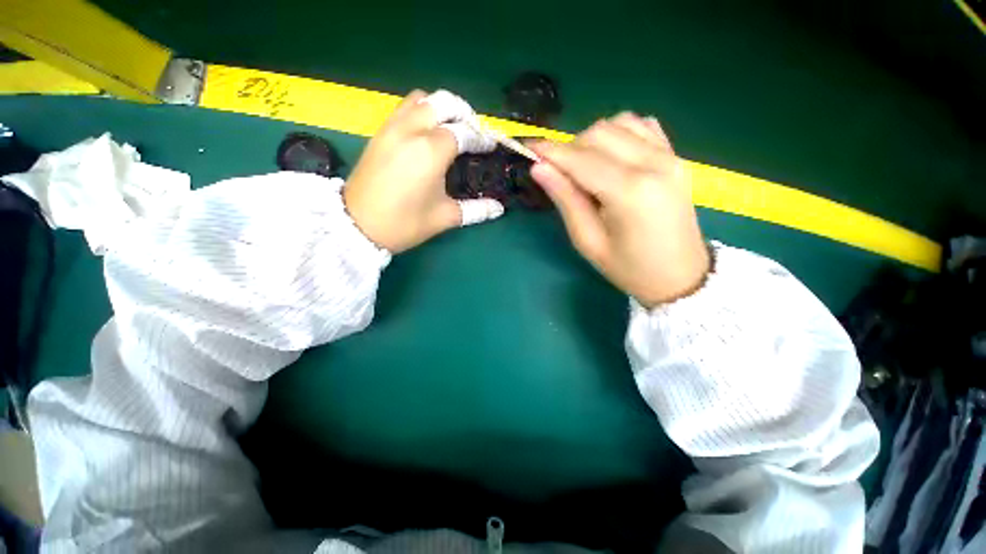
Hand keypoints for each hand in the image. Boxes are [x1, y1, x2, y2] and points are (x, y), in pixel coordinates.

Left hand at [344, 90, 503, 252]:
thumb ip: (476, 209)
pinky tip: (427, 133)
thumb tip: (499, 209)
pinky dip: (422, 111)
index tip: (491, 146)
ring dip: (441, 108)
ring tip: (452, 128)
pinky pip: (405, 108)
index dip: (482, 138)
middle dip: (464, 113)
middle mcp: (412, 130)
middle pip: (444, 102)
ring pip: (422, 99)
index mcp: (431, 151)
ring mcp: (392, 128)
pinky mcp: (380, 132)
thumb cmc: (405, 223)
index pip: (464, 132)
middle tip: (474, 132)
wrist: (357, 226)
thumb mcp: (445, 217)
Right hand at [530, 113, 709, 307]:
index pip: (580, 159)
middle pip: (599, 133)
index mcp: (629, 192)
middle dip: (570, 148)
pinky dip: (619, 134)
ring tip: (585, 168)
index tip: (528, 149)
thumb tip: (539, 168)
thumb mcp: (588, 241)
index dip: (550, 152)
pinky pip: (642, 126)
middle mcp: (652, 163)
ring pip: (619, 122)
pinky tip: (611, 157)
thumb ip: (565, 200)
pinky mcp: (676, 156)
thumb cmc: (628, 268)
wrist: (680, 276)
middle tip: (559, 173)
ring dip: (593, 140)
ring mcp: (669, 156)